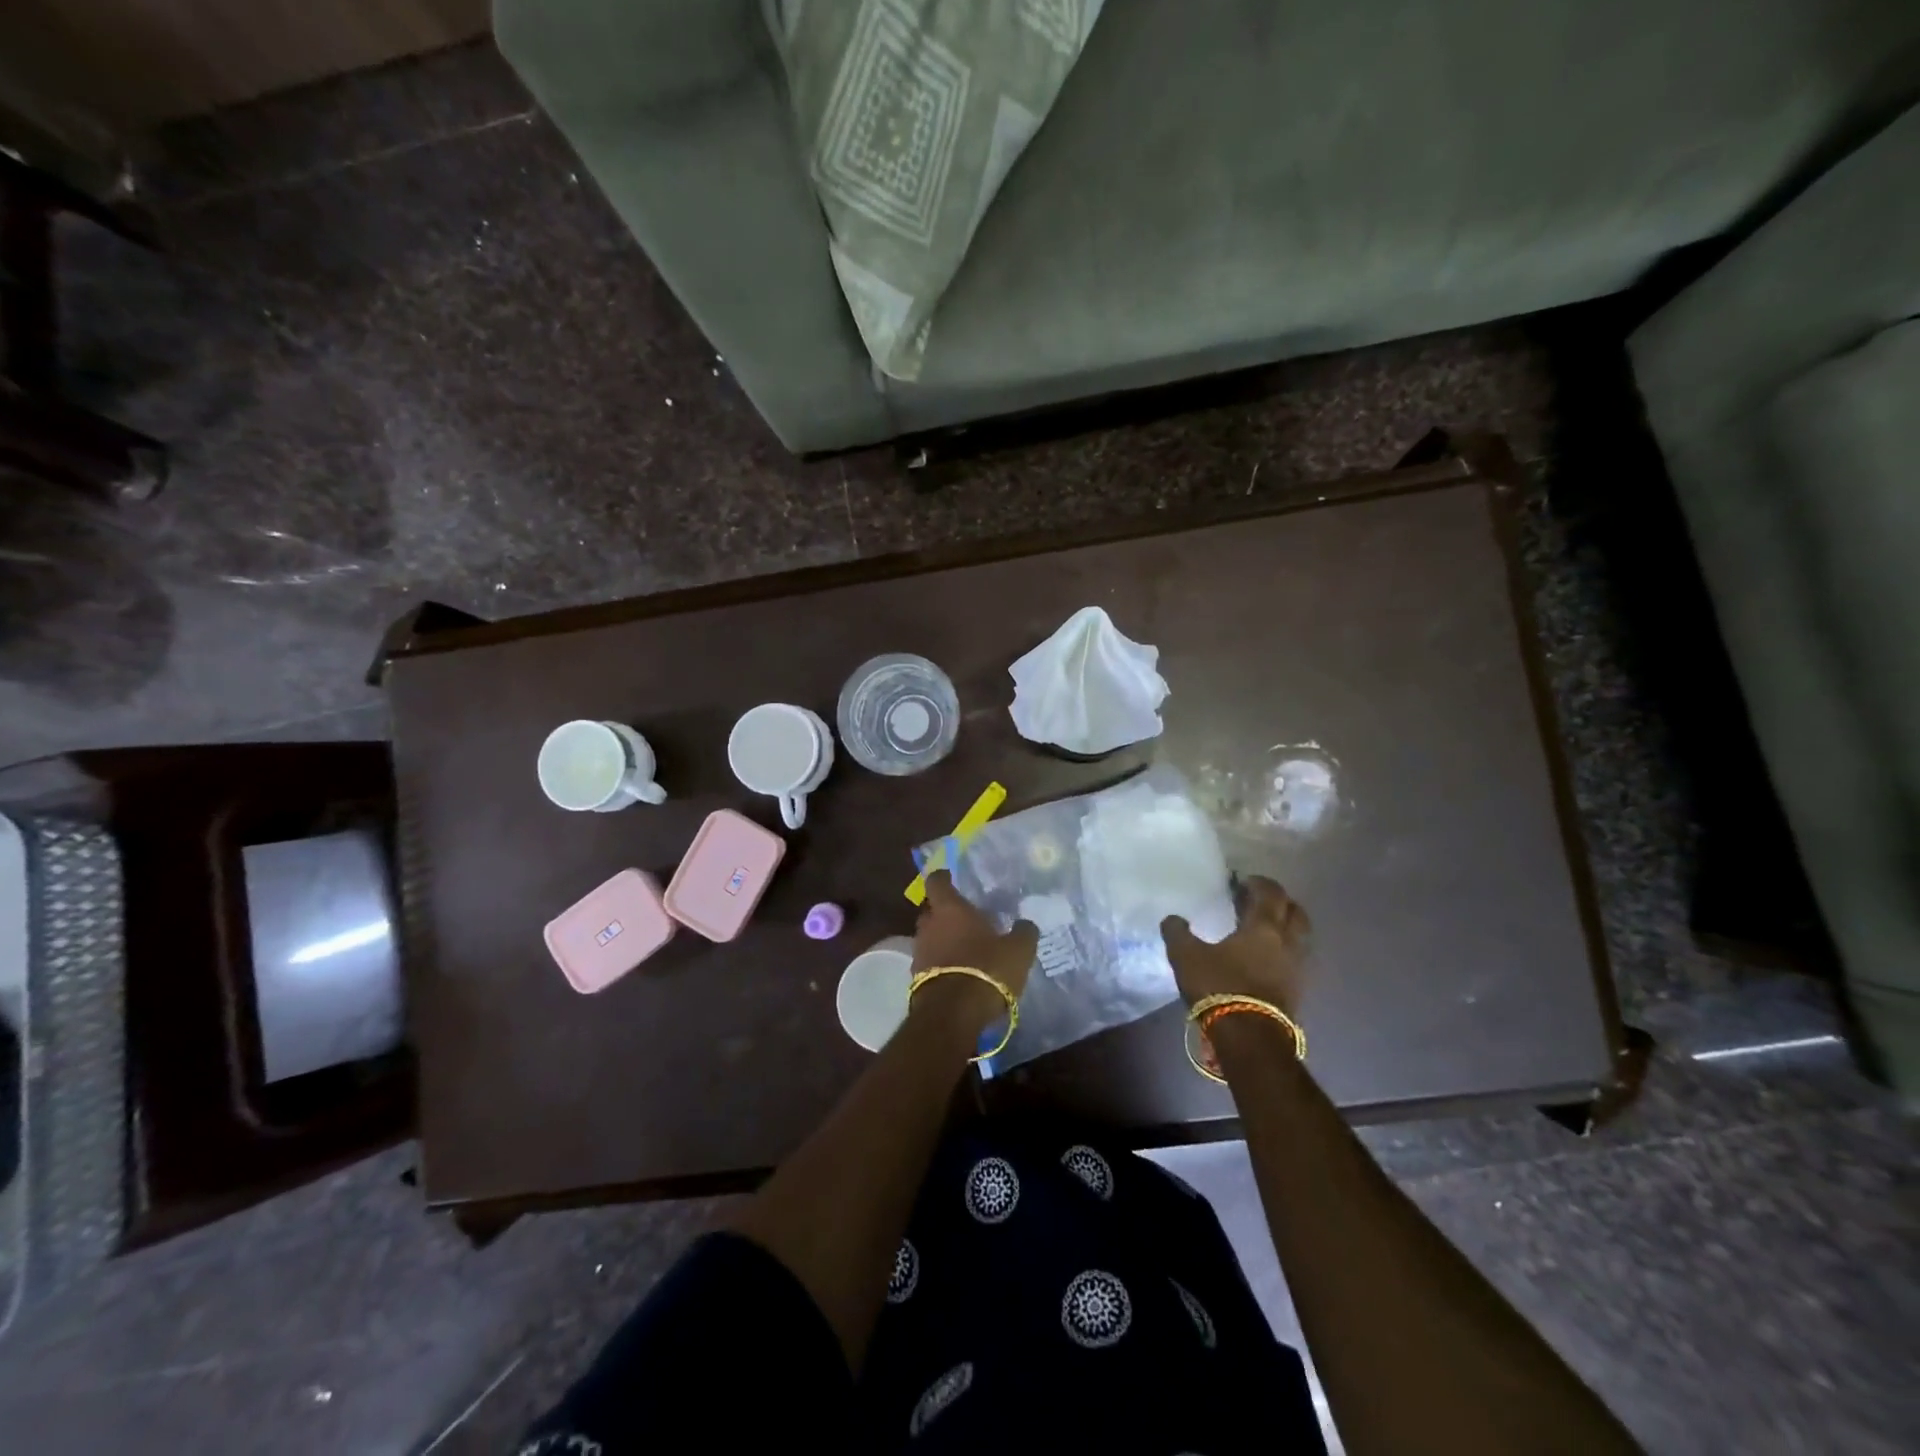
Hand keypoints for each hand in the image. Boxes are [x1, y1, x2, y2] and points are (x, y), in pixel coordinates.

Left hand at [909, 870, 1037, 1034]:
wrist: (954, 1013)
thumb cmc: (987, 969)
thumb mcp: (1018, 950)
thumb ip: (1023, 932)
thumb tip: (1025, 923)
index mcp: (950, 909)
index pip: (936, 882)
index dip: (943, 878)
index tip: (950, 877)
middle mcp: (929, 925)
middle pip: (930, 910)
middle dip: (943, 912)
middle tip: (963, 918)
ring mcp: (920, 952)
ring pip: (929, 937)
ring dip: (942, 940)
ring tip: (963, 948)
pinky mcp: (916, 978)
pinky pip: (929, 962)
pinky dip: (940, 963)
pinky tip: (957, 972)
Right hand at [1160, 875, 1309, 1015]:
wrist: (1250, 1037)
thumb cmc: (1220, 986)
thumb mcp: (1187, 956)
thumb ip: (1178, 933)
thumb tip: (1172, 919)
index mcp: (1264, 927)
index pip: (1271, 894)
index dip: (1259, 883)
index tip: (1244, 881)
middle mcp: (1288, 943)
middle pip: (1295, 912)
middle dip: (1280, 902)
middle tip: (1259, 902)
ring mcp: (1297, 968)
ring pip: (1300, 937)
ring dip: (1286, 927)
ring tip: (1264, 930)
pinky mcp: (1299, 991)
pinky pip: (1296, 959)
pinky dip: (1285, 951)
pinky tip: (1267, 958)